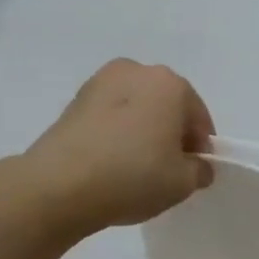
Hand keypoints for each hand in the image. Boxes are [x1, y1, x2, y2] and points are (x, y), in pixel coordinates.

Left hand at [21, 60, 215, 234]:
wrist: (58, 186)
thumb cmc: (133, 176)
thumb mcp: (183, 183)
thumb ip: (199, 170)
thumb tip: (196, 166)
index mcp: (171, 84)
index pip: (198, 118)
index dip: (200, 147)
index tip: (193, 172)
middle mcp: (137, 72)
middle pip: (167, 106)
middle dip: (171, 133)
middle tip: (167, 167)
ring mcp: (100, 82)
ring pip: (137, 108)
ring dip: (143, 130)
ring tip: (136, 165)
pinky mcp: (74, 101)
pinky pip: (110, 115)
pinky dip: (117, 132)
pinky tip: (112, 161)